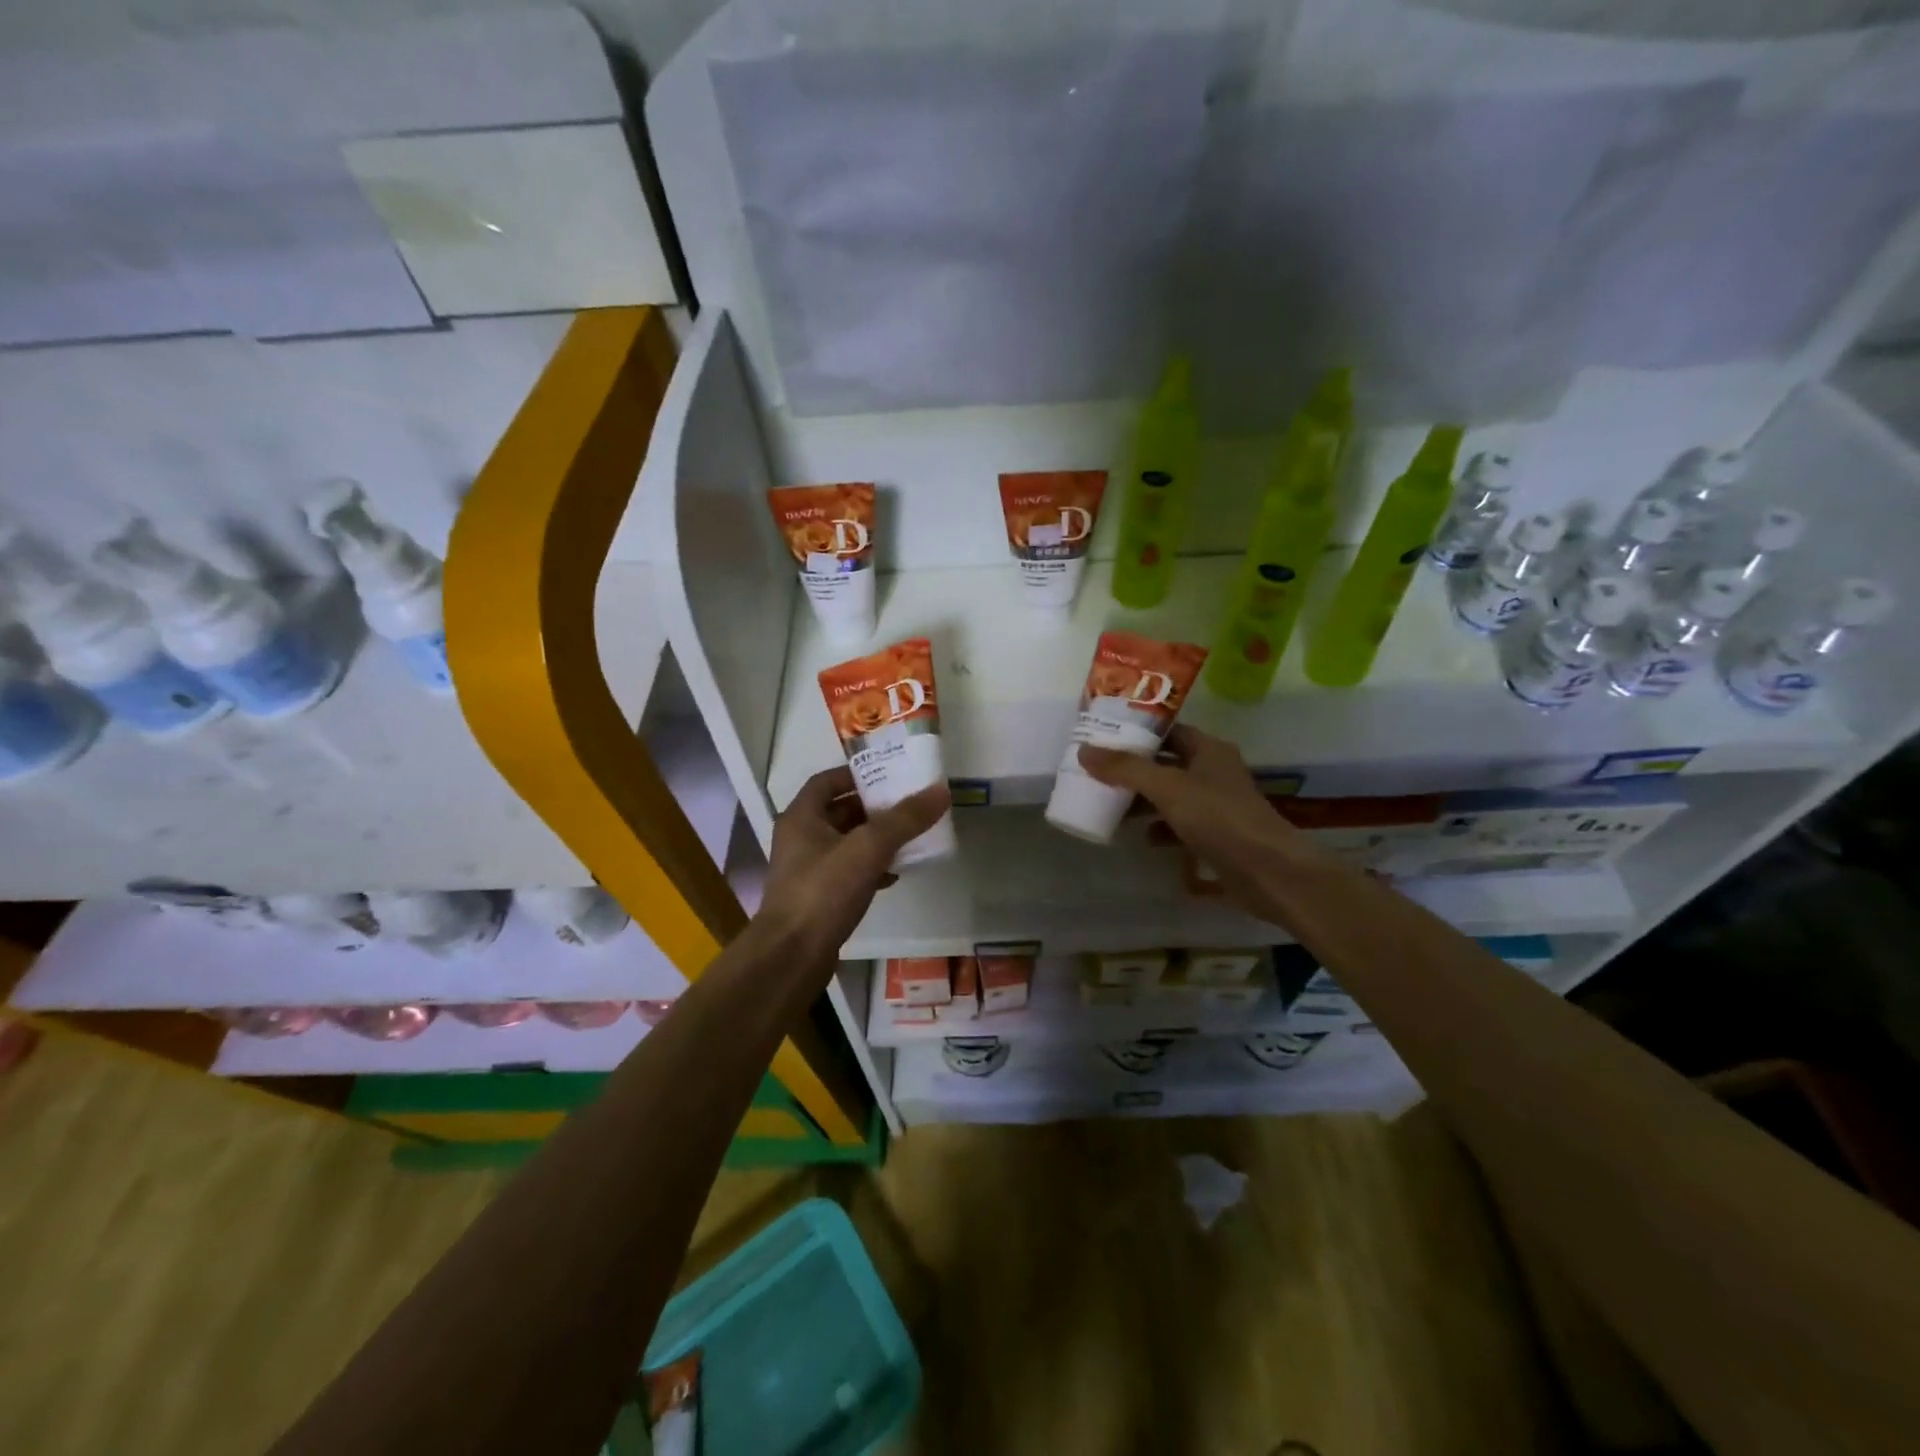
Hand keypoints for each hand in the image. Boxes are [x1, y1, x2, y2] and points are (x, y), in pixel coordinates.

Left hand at [755, 767, 950, 961]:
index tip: (890, 774)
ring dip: (876, 838)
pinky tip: (896, 873)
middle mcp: (800, 838)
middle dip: (874, 807)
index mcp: (802, 817)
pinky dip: (872, 867)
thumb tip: (940, 791)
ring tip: (910, 836)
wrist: (792, 956)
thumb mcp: (868, 848)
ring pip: (847, 843)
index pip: (828, 781)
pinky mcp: (818, 897)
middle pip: (840, 811)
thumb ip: (904, 819)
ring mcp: (807, 870)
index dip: (857, 774)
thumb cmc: (823, 892)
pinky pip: (849, 872)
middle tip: (909, 804)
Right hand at [1078, 725, 1332, 923]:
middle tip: (1099, 774)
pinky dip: (1161, 828)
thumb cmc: (1219, 818)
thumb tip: (1083, 751)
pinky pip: (1180, 825)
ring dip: (1144, 801)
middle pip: (1166, 764)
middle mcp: (1214, 772)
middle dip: (1134, 771)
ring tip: (1112, 807)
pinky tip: (1144, 838)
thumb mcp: (1167, 788)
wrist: (1268, 871)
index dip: (1138, 733)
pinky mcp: (1217, 835)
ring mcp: (1217, 805)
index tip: (1104, 738)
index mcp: (1209, 750)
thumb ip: (1126, 769)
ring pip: (1172, 796)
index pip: (1168, 731)